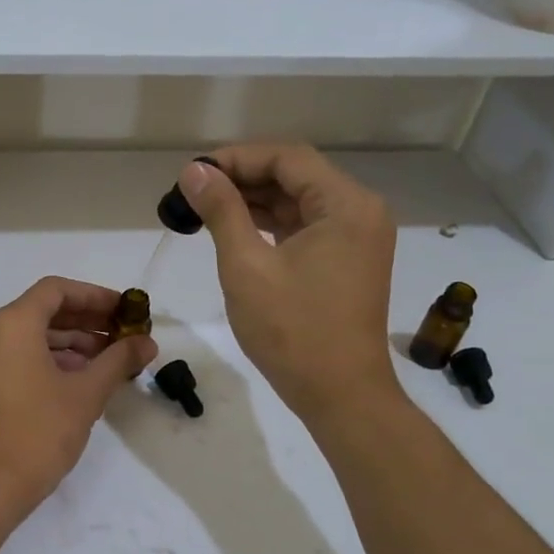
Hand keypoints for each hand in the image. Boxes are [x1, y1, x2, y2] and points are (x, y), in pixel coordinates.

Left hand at [0, 277, 158, 516]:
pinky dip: (48, 359)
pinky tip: (78, 379)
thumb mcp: (87, 393)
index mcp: (13, 323)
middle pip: (43, 311)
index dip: (94, 296)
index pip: (56, 290)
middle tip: (122, 335)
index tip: (123, 310)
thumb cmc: (39, 431)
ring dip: (70, 342)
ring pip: (30, 336)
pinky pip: (17, 356)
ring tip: (107, 360)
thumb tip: (148, 342)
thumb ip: (119, 360)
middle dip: (86, 321)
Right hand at [179, 146, 402, 424]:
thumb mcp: (246, 266)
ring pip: (299, 202)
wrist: (340, 395)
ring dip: (254, 202)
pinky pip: (306, 227)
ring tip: (205, 209)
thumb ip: (221, 211)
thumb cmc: (292, 331)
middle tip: (193, 192)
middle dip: (243, 179)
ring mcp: (357, 238)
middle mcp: (360, 212)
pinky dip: (271, 225)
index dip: (236, 158)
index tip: (193, 173)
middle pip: (295, 176)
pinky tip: (235, 229)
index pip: (287, 158)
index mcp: (346, 205)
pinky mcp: (348, 261)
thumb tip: (194, 171)